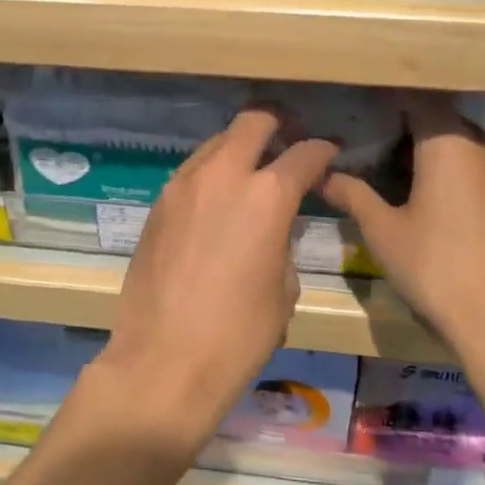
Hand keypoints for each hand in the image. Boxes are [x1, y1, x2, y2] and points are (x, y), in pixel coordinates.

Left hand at [94, 105, 337, 454]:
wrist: (163, 361)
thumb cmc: (238, 335)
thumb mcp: (283, 290)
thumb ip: (283, 243)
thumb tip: (275, 228)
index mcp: (267, 195)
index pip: (303, 153)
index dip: (322, 152)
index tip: (328, 156)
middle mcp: (222, 176)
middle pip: (253, 123)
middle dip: (276, 126)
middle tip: (287, 144)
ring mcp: (181, 187)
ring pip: (215, 144)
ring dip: (238, 150)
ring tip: (249, 175)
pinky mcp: (156, 206)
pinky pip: (190, 174)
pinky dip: (210, 176)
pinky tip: (216, 204)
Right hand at [320, 94, 484, 358]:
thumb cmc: (436, 268)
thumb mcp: (383, 232)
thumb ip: (353, 195)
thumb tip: (322, 174)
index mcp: (450, 143)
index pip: (419, 100)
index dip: (391, 101)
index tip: (366, 108)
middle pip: (446, 122)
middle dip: (413, 128)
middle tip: (378, 145)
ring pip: (470, 147)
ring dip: (441, 153)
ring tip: (408, 174)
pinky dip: (463, 175)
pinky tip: (445, 203)